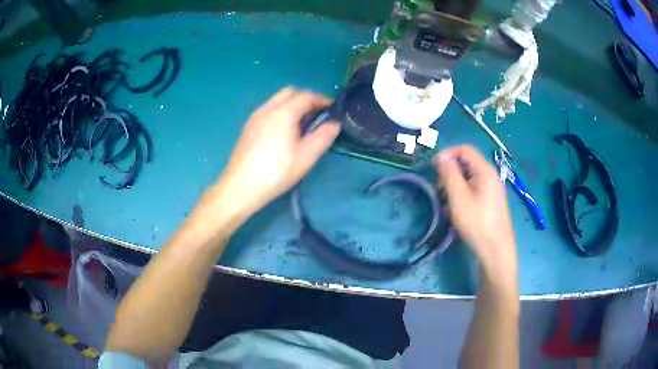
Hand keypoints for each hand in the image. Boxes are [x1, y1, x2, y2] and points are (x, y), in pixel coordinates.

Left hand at [218, 88, 340, 215]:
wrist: (240, 187)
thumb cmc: (276, 173)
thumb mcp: (306, 157)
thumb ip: (323, 136)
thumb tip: (335, 123)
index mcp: (283, 113)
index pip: (306, 96)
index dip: (322, 99)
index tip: (333, 108)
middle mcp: (267, 108)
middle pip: (290, 92)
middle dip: (306, 98)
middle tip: (317, 114)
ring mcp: (255, 116)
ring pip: (277, 100)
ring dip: (293, 104)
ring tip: (302, 124)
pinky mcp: (248, 126)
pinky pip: (268, 109)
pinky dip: (281, 111)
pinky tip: (284, 131)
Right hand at [434, 145, 516, 276]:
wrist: (496, 250)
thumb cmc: (477, 222)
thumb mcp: (459, 197)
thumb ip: (449, 174)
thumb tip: (441, 156)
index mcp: (484, 170)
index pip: (464, 149)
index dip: (447, 153)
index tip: (433, 167)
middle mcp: (490, 175)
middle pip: (467, 162)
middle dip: (450, 170)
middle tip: (439, 187)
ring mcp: (492, 189)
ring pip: (469, 177)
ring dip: (454, 184)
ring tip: (445, 200)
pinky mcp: (490, 201)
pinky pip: (474, 189)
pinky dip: (462, 193)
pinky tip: (456, 209)